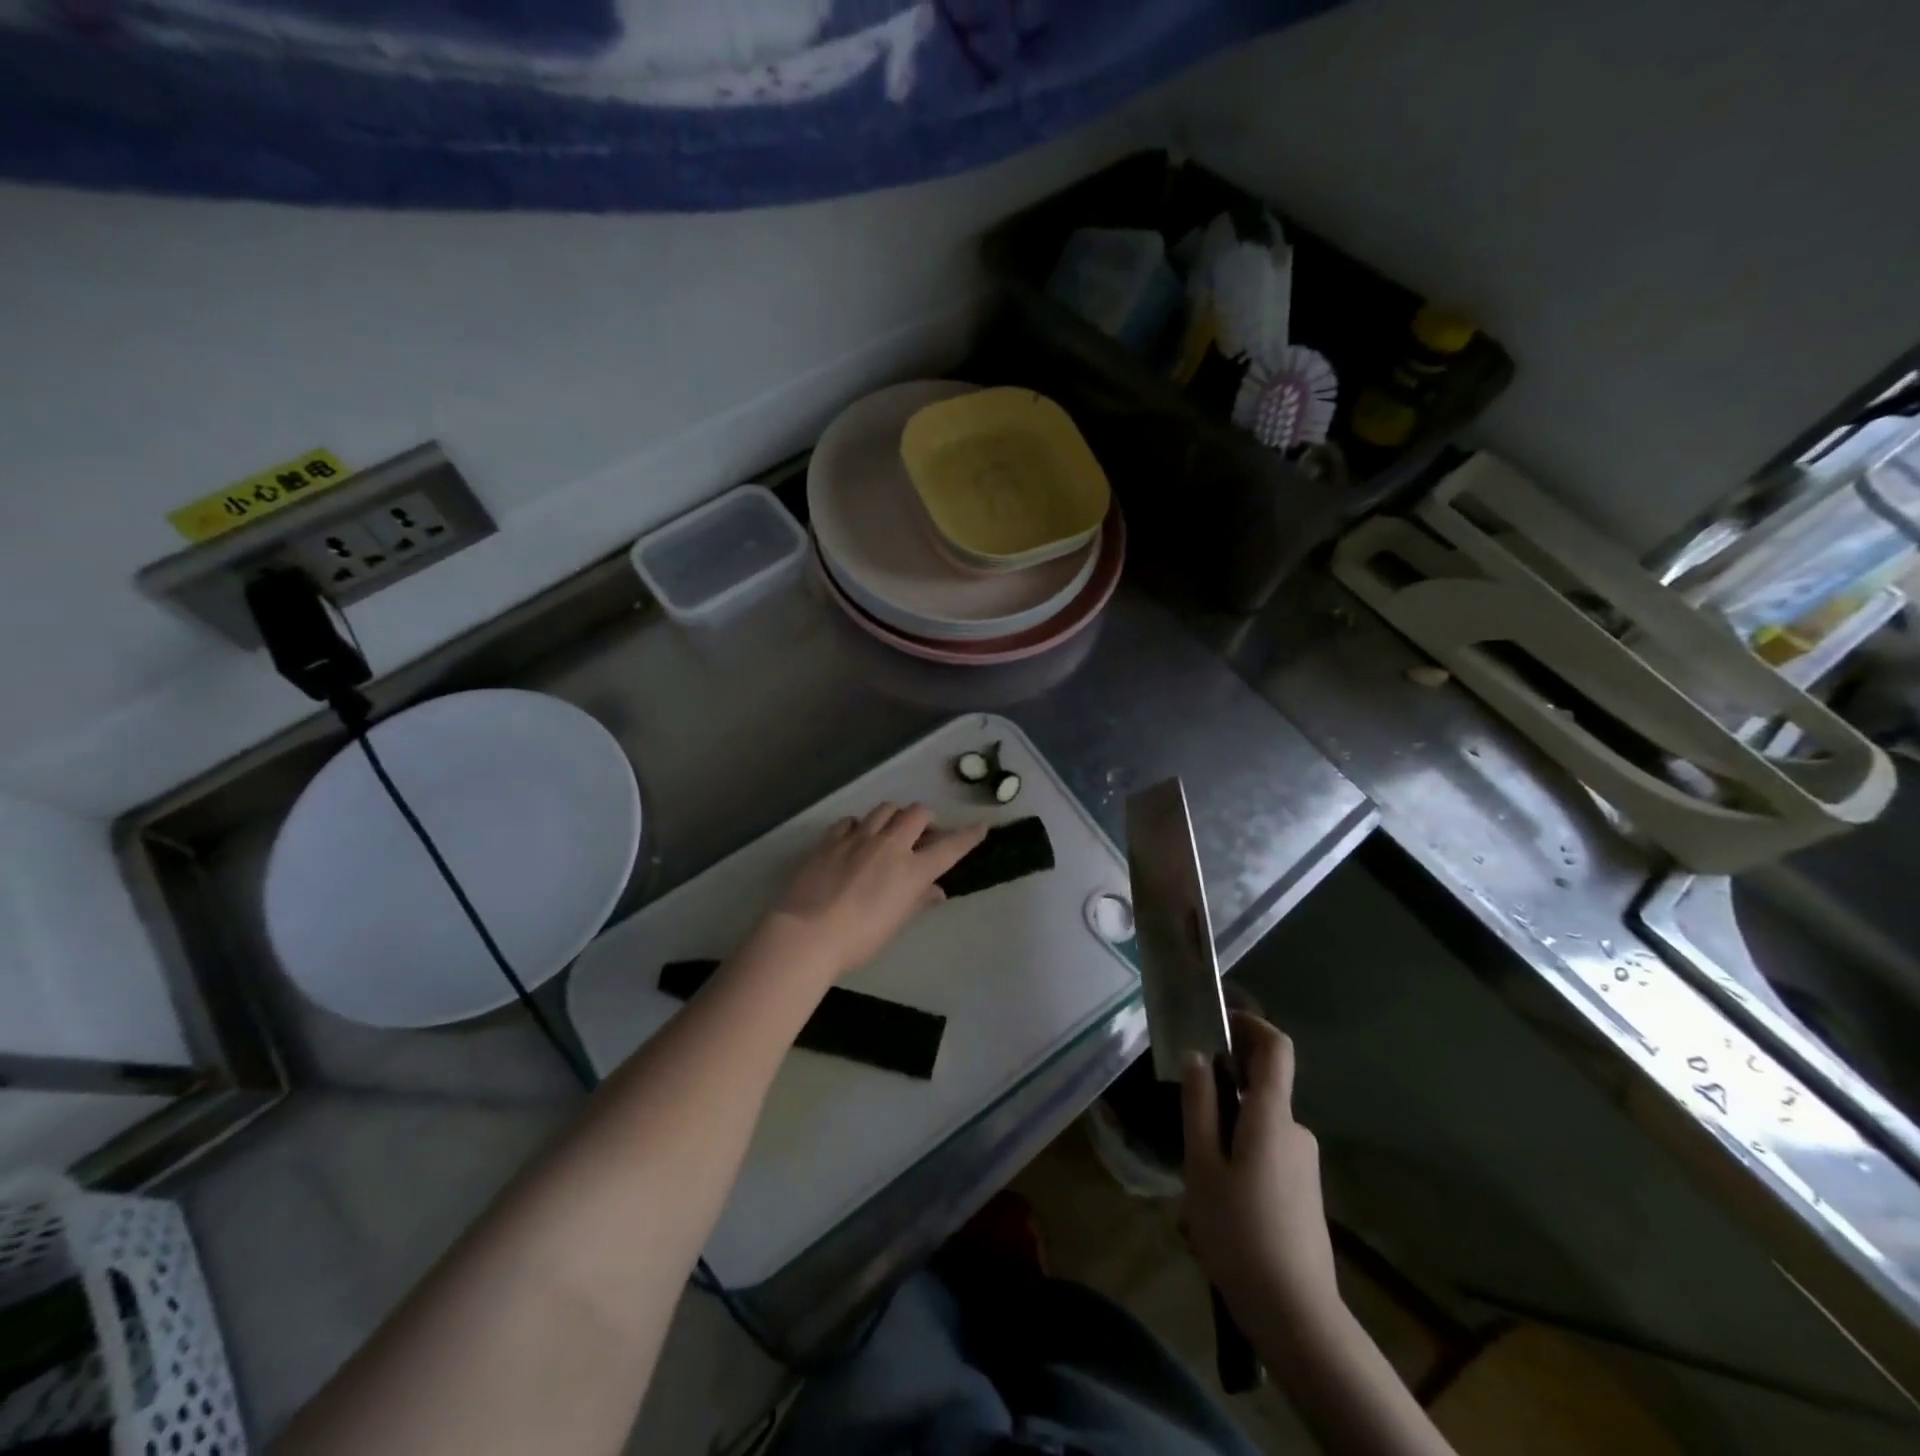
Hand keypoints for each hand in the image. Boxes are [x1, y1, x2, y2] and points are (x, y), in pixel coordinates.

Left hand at [755, 803, 986, 984]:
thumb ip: (918, 901)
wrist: (808, 933)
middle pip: (917, 813)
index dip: (969, 835)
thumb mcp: (896, 924)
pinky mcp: (832, 839)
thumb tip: (936, 890)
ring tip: (890, 831)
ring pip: (885, 809)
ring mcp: (859, 837)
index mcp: (913, 870)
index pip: (950, 846)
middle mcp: (890, 845)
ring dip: (894, 816)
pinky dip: (860, 826)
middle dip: (926, 819)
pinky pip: (852, 820)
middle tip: (924, 833)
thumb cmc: (860, 939)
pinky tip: (855, 839)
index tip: (982, 826)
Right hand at [1182, 1012, 1340, 1326]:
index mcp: (1272, 1116)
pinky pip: (1269, 1149)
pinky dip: (1242, 1150)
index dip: (1251, 1024)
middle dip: (1225, 1084)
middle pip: (1262, 1085)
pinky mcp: (1304, 1189)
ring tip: (1196, 1168)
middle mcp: (1295, 1129)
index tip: (1218, 1022)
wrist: (1296, 1315)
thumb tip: (1196, 1056)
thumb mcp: (1202, 1165)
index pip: (1276, 1048)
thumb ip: (1199, 1105)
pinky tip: (1220, 1196)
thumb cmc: (1239, 1232)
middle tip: (1186, 1111)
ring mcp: (1304, 1162)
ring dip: (1229, 1126)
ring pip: (1260, 1122)